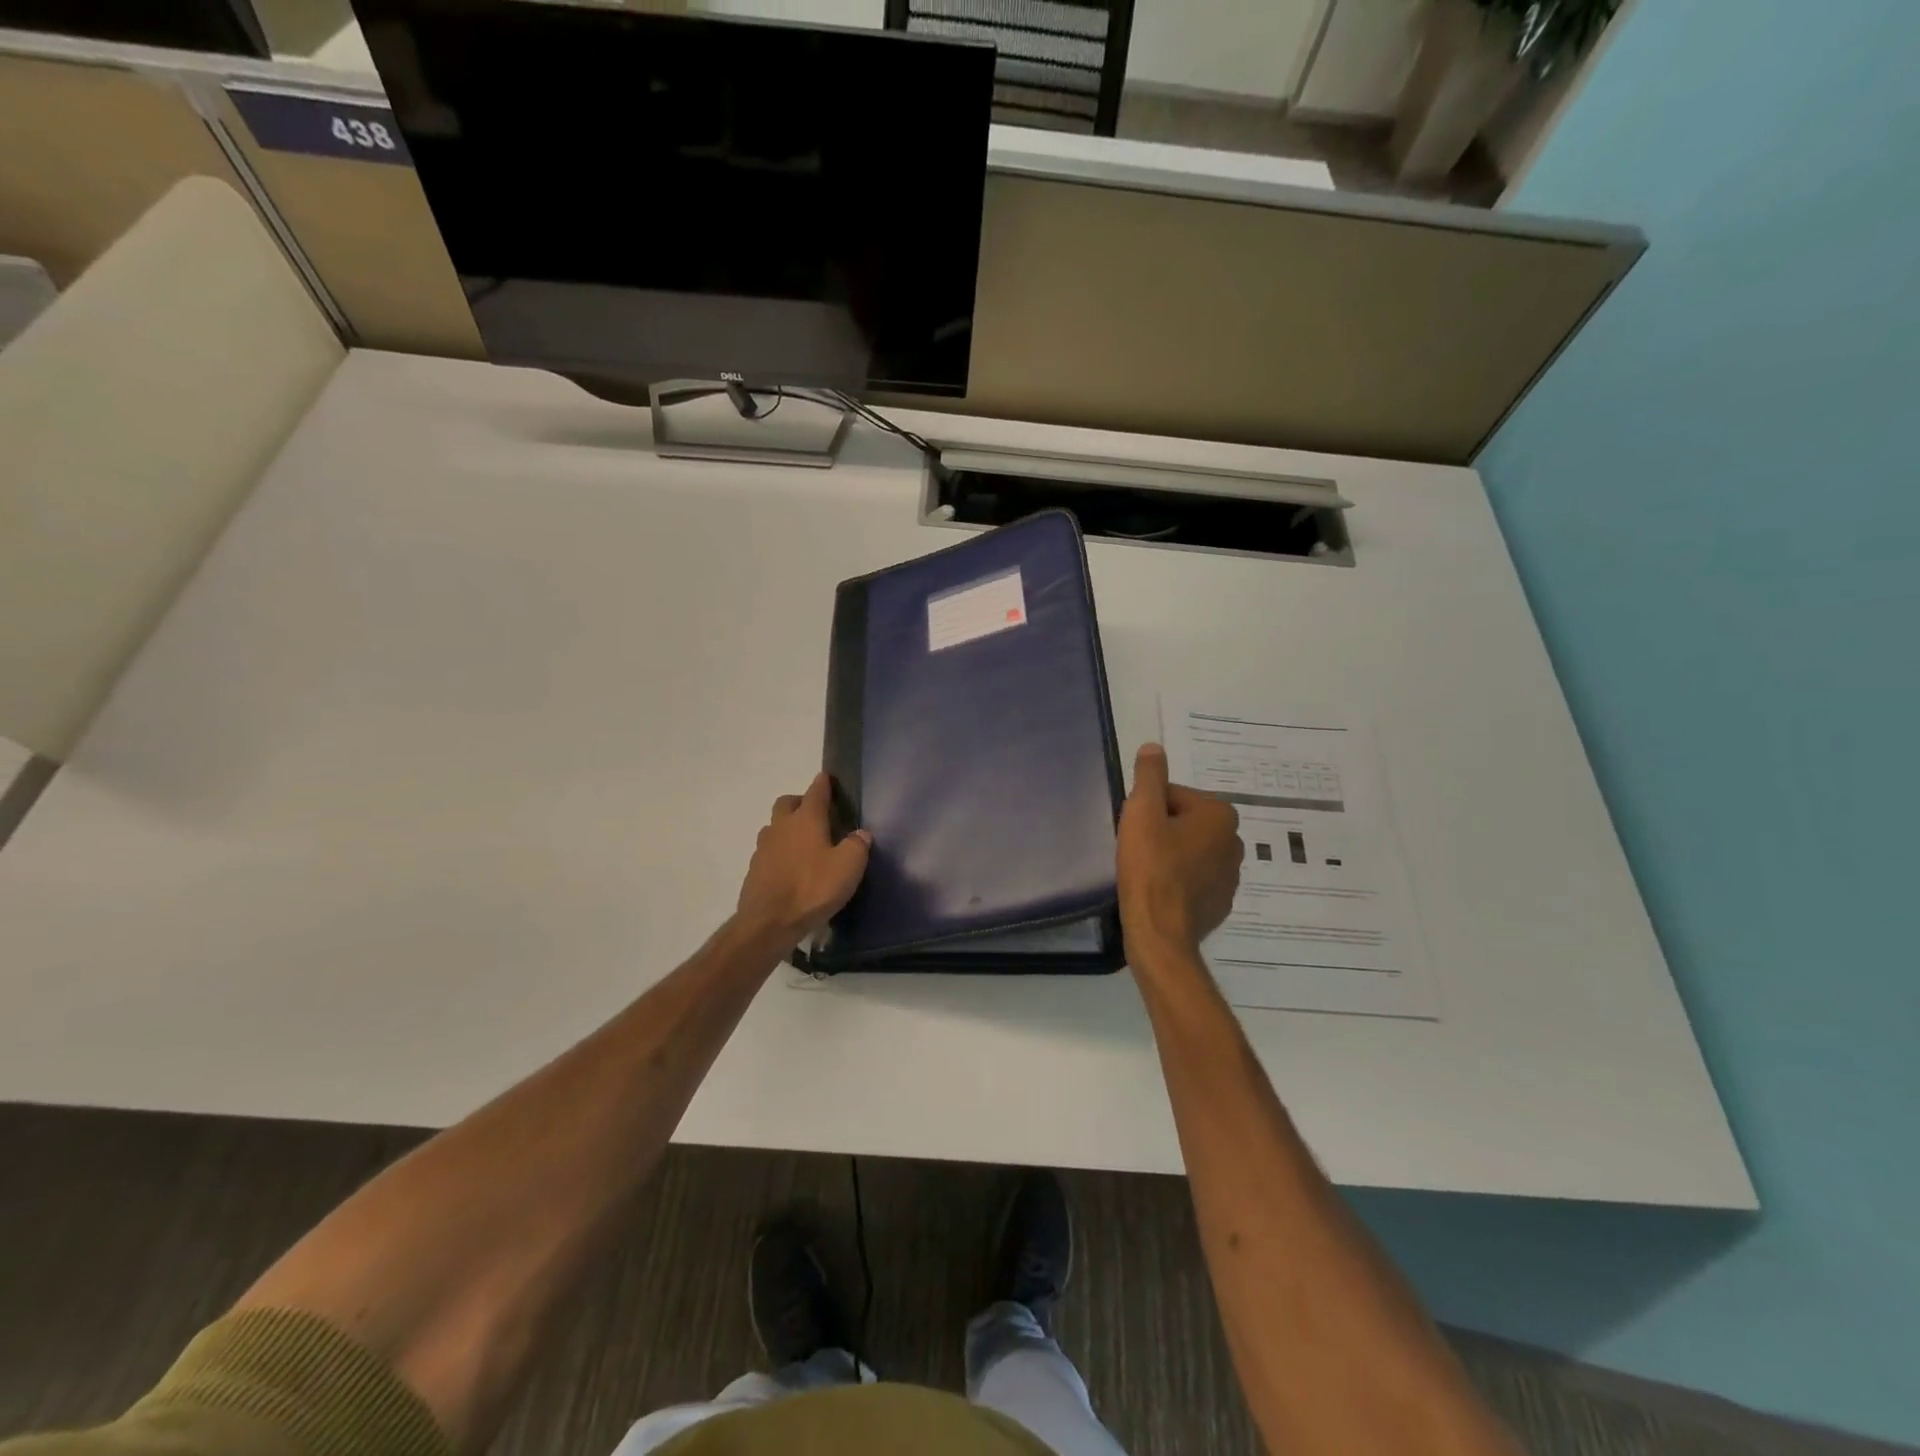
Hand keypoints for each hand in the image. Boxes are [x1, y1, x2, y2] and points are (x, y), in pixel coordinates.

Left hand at [735, 772, 871, 947]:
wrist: (768, 923)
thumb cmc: (813, 888)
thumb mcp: (848, 867)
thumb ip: (857, 845)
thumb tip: (861, 833)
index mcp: (806, 819)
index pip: (815, 791)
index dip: (823, 783)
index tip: (827, 778)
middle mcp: (781, 827)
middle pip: (787, 803)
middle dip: (800, 802)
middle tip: (816, 814)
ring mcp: (763, 848)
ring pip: (774, 827)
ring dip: (787, 828)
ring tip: (803, 843)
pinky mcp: (754, 870)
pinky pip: (768, 852)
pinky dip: (779, 853)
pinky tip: (790, 869)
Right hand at [1117, 743, 1242, 960]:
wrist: (1160, 933)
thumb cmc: (1151, 867)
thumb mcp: (1142, 812)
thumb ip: (1149, 776)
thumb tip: (1153, 747)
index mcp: (1220, 815)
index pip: (1173, 796)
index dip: (1147, 809)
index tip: (1134, 830)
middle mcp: (1235, 841)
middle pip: (1184, 822)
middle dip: (1161, 831)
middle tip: (1137, 850)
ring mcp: (1231, 876)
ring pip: (1189, 851)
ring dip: (1170, 855)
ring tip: (1145, 872)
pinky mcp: (1220, 903)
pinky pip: (1194, 879)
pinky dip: (1177, 880)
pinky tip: (1158, 891)